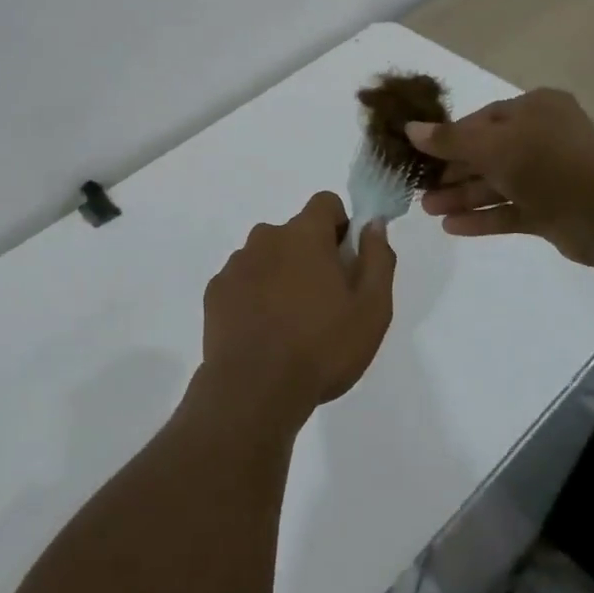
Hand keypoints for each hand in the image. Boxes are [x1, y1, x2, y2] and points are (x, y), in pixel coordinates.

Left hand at [199, 191, 395, 428]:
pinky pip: (242, 281)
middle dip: (311, 256)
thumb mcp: (372, 309)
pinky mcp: (216, 290)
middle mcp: (266, 238)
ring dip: (281, 276)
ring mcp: (236, 264)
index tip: (346, 260)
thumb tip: (373, 225)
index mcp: (304, 235)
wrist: (255, 389)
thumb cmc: (322, 347)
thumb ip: (377, 259)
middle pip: (295, 233)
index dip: (340, 225)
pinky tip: (263, 332)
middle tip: (324, 302)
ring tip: (291, 323)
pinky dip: (254, 296)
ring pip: (267, 257)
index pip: (325, 203)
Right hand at [409, 89, 593, 265]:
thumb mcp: (490, 146)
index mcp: (536, 109)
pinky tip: (452, 228)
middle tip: (420, 189)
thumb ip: (449, 139)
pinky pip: (511, 210)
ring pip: (497, 184)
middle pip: (487, 153)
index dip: (450, 137)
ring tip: (429, 211)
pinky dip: (484, 218)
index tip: (421, 154)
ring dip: (463, 197)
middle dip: (452, 173)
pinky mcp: (554, 210)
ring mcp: (551, 176)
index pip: (482, 119)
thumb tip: (409, 128)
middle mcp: (544, 137)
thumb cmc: (547, 164)